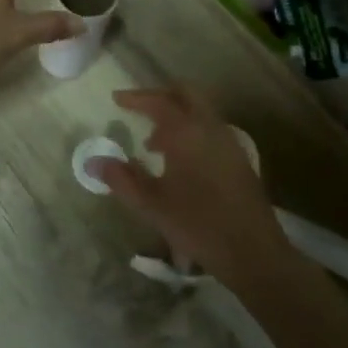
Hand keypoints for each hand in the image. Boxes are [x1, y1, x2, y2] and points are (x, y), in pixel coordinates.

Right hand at [87, 88, 288, 283]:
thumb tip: (94, 162)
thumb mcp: (151, 204)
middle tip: (138, 108)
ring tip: (153, 143)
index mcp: (187, 132)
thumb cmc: (197, 224)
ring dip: (176, 117)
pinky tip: (179, 162)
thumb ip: (121, 179)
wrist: (253, 252)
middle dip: (160, 96)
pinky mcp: (240, 159)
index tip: (117, 99)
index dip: (136, 98)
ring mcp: (229, 142)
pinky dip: (191, 132)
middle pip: (186, 94)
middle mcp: (211, 128)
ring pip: (201, 112)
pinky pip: (210, 130)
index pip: (159, 101)